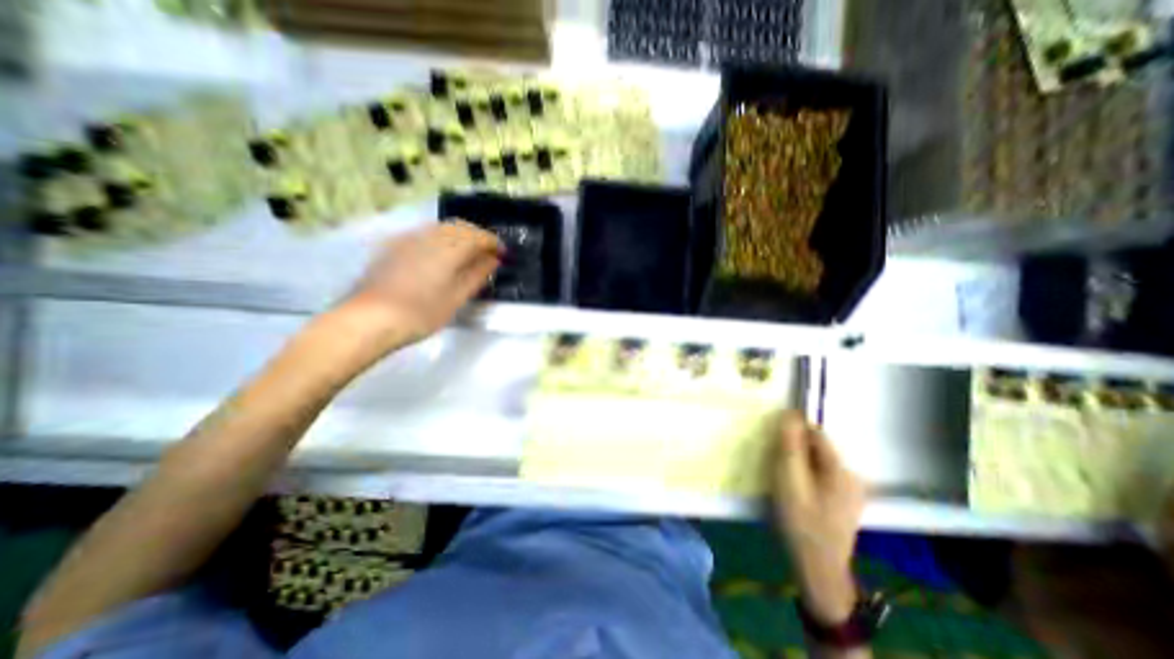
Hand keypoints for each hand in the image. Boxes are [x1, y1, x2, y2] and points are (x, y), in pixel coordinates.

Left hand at [339, 218, 503, 347]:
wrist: (370, 319)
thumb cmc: (421, 312)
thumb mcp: (457, 297)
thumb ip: (477, 274)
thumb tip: (492, 259)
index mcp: (448, 248)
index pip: (478, 236)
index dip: (493, 243)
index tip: (503, 254)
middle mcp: (429, 236)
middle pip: (460, 226)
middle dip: (477, 236)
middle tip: (487, 254)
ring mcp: (408, 238)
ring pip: (442, 228)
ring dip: (460, 236)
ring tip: (467, 255)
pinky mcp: (394, 245)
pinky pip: (425, 233)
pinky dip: (441, 239)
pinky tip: (441, 256)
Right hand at [777, 412, 865, 621]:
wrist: (817, 567)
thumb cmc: (800, 521)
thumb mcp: (789, 479)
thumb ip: (790, 446)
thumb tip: (790, 414)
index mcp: (840, 469)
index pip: (815, 433)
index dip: (793, 431)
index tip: (773, 440)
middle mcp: (851, 475)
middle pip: (817, 448)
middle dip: (794, 449)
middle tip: (775, 464)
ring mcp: (850, 491)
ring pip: (818, 462)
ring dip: (799, 462)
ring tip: (782, 478)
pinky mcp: (844, 502)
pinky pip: (821, 475)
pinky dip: (806, 475)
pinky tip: (796, 491)